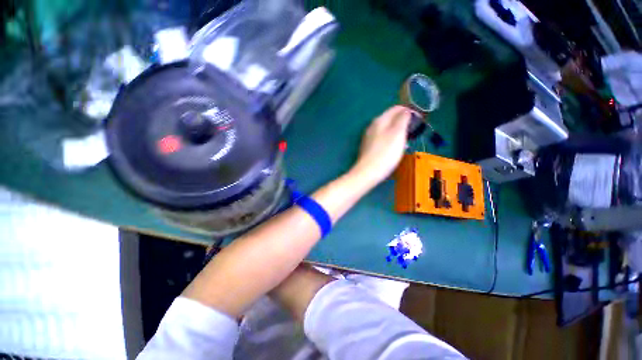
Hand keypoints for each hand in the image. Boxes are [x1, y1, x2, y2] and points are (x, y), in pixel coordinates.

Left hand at [351, 106, 412, 186]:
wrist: (368, 172)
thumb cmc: (386, 152)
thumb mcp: (398, 133)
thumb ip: (402, 119)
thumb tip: (406, 110)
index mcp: (379, 120)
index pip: (395, 108)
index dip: (408, 111)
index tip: (419, 119)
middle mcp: (372, 126)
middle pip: (390, 119)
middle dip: (402, 121)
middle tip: (413, 130)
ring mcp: (368, 138)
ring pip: (385, 129)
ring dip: (397, 131)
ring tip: (406, 139)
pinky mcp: (368, 148)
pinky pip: (381, 139)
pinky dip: (390, 140)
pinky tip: (394, 148)